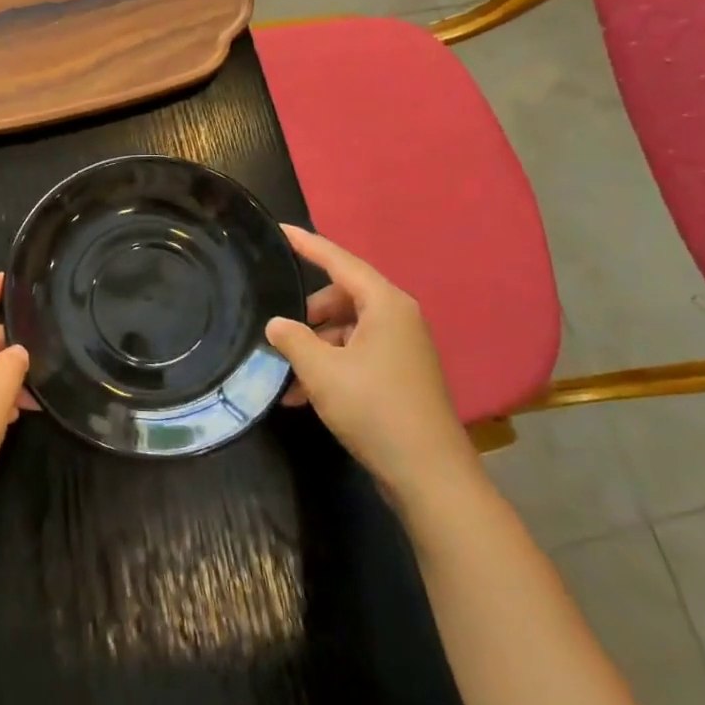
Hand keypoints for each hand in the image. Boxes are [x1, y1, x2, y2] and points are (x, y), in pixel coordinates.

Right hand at [267, 226, 478, 506]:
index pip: (339, 260)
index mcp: (385, 304)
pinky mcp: (400, 375)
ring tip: (286, 375)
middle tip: (279, 330)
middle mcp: (398, 317)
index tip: (279, 230)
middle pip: (342, 296)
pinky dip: (330, 366)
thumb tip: (276, 324)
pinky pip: (357, 355)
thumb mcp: (321, 370)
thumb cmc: (374, 408)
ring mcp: (402, 348)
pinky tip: (302, 396)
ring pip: (347, 330)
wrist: (428, 474)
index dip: (307, 245)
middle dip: (308, 313)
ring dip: (315, 347)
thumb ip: (292, 339)